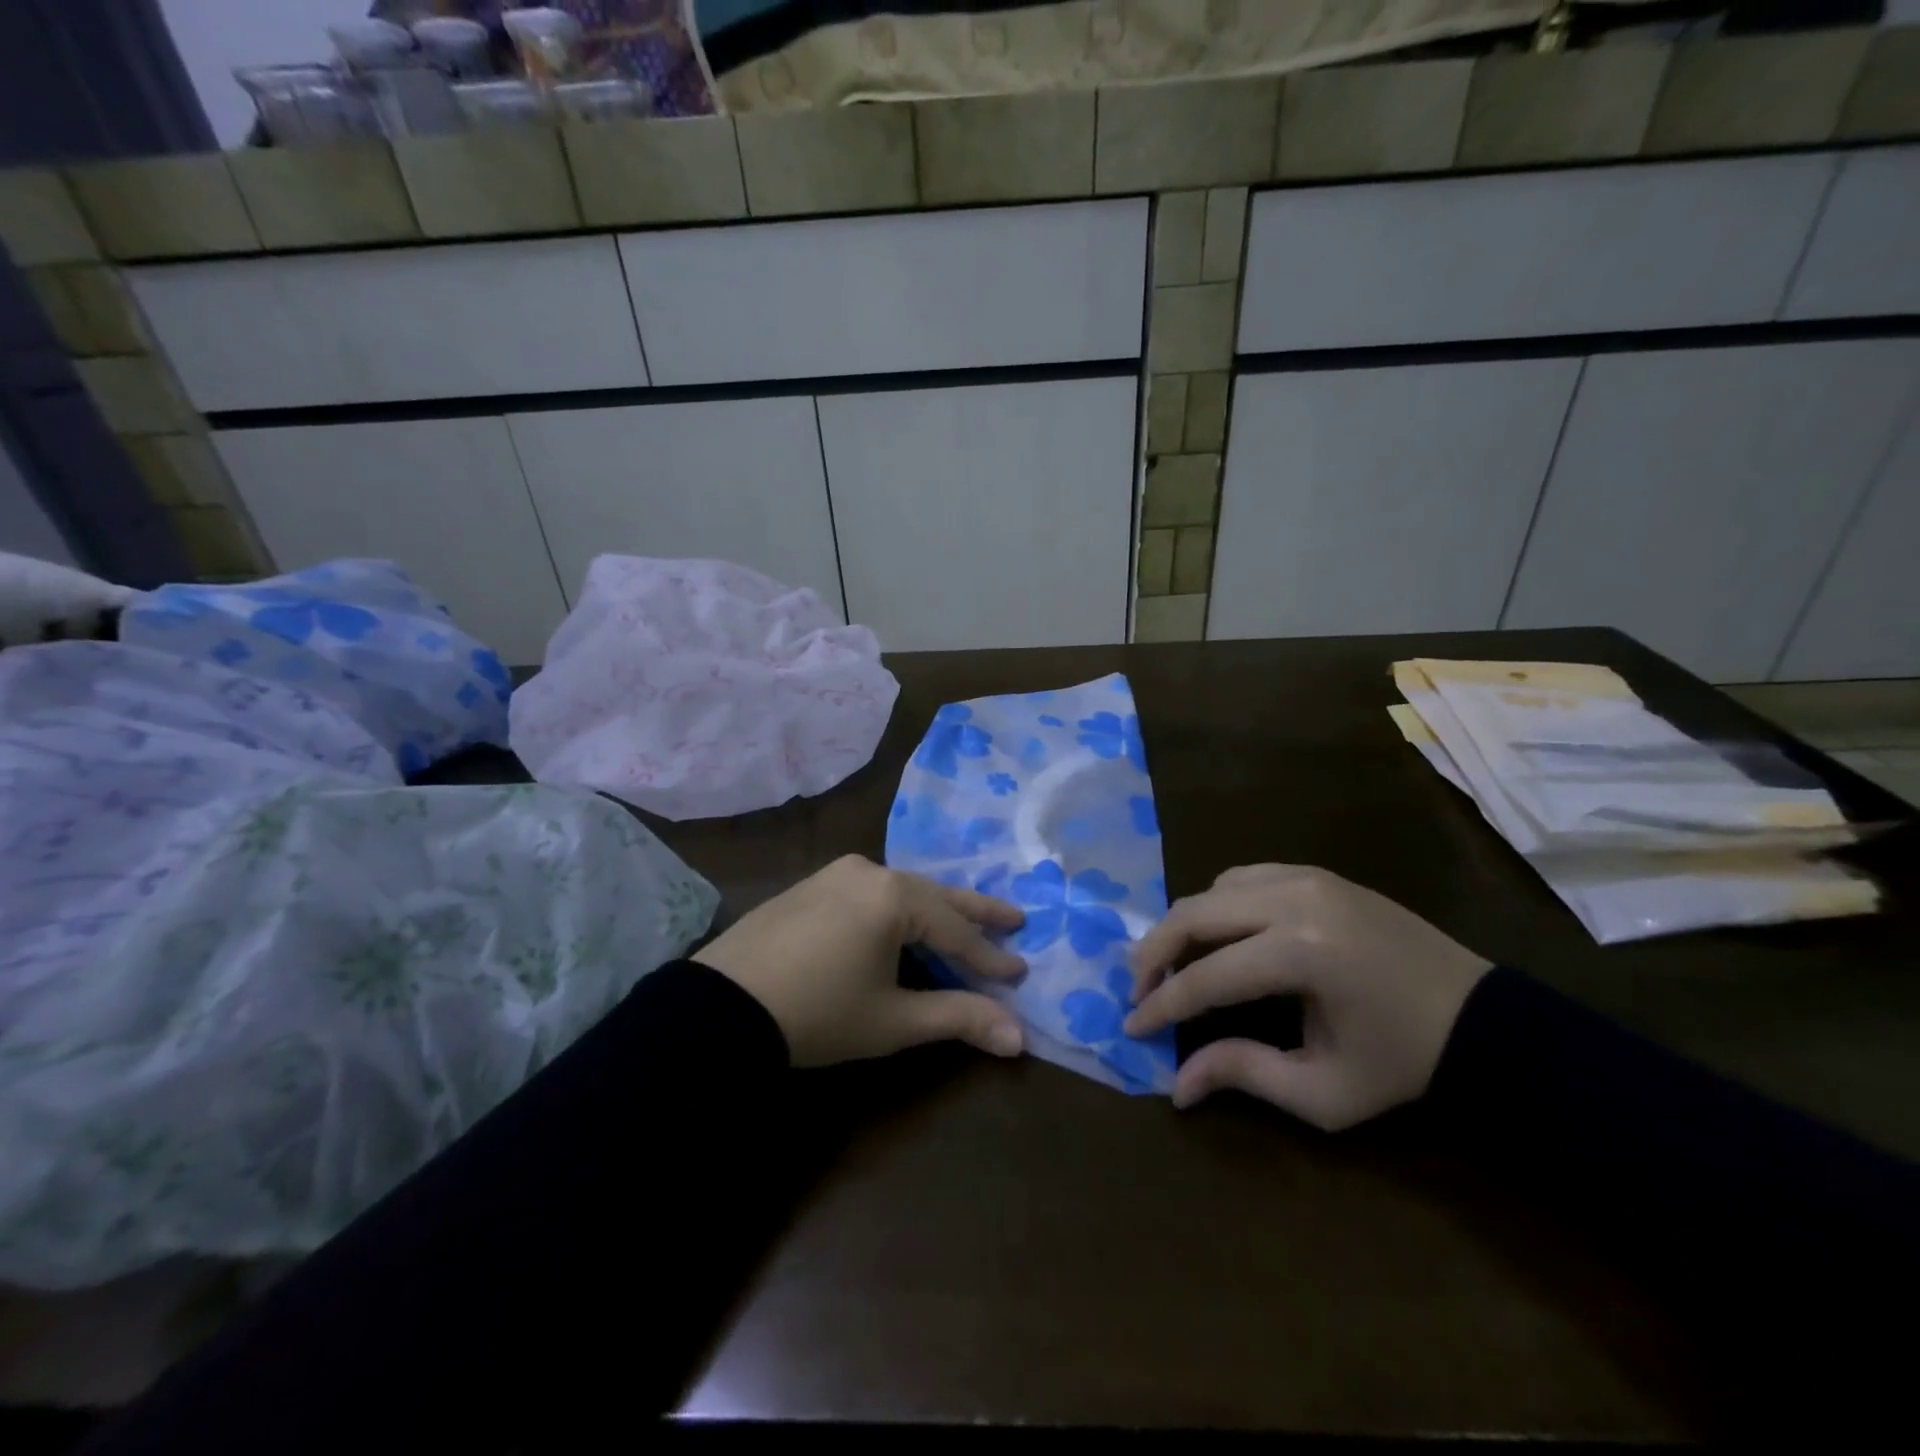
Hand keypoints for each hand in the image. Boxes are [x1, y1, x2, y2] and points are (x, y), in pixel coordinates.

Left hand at [695, 855, 1027, 1067]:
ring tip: (963, 922)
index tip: (1020, 971)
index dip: (988, 956)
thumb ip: (958, 1018)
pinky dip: (898, 908)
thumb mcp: (893, 1020)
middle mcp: (869, 871)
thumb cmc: (818, 1013)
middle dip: (974, 913)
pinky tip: (903, 922)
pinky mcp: (812, 884)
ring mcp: (836, 873)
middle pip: (934, 895)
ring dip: (934, 909)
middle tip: (1014, 919)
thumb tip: (1019, 1037)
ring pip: (902, 890)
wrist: (721, 1007)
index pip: (955, 930)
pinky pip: (871, 891)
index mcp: (893, 896)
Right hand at [1122, 865, 1491, 1129]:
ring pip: (1212, 890)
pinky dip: (1216, 905)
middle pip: (1194, 914)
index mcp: (1303, 955)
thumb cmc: (1403, 1064)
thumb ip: (1245, 1075)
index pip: (1206, 976)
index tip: (1131, 1027)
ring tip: (1172, 964)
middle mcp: (1296, 900)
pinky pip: (1242, 878)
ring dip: (1182, 926)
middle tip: (1136, 989)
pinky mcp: (1314, 872)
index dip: (1162, 1005)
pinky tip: (1220, 936)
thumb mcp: (1325, 1092)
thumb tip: (1177, 1084)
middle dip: (1154, 953)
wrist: (1482, 1019)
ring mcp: (1306, 877)